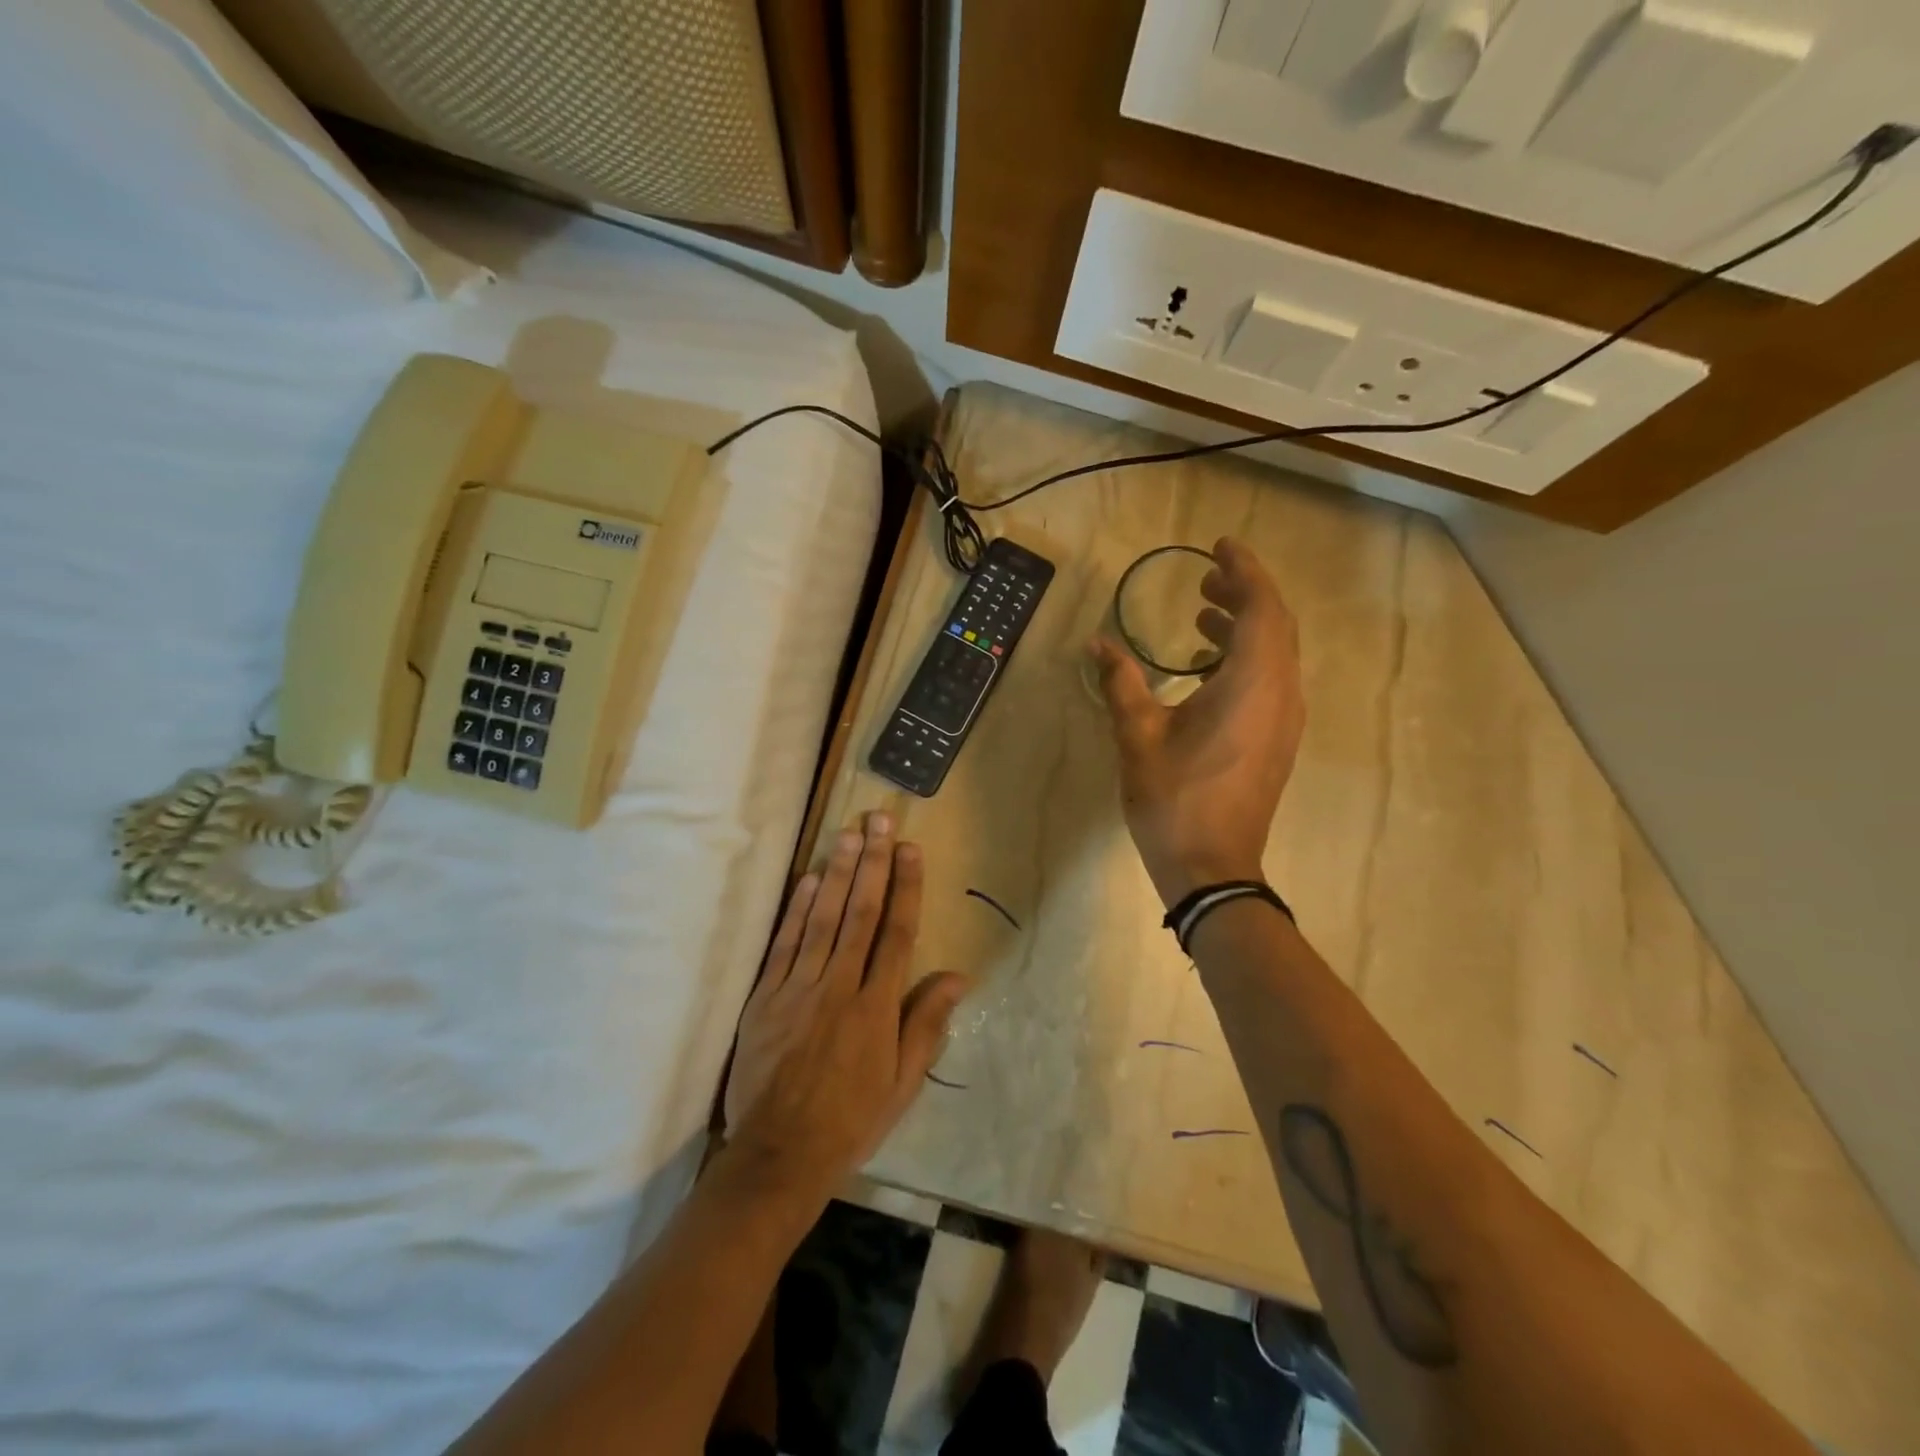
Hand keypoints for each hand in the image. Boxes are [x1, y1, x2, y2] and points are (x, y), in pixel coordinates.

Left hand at [724, 812, 969, 1196]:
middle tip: (879, 819)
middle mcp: (840, 986)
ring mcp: (799, 988)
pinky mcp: (766, 997)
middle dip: (873, 863)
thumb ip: (927, 1024)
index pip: (897, 933)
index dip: (906, 886)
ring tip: (850, 833)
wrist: (778, 1156)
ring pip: (823, 919)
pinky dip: (798, 908)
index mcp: (876, 1007)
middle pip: (861, 913)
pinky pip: (784, 944)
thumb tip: (958, 975)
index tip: (910, 849)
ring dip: (839, 873)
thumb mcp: (903, 1084)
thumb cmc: (850, 1121)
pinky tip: (810, 878)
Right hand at [1092, 537, 1304, 906]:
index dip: (1243, 570)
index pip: (1261, 607)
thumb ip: (1121, 682)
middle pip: (1275, 624)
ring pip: (1277, 652)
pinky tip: (1208, 666)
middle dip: (1244, 593)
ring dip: (1245, 625)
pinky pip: (1273, 679)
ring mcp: (1285, 720)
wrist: (1212, 868)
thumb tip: (1098, 644)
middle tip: (1205, 578)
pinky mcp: (1278, 740)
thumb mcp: (1138, 735)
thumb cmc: (1174, 798)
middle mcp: (1281, 693)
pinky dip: (1247, 657)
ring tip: (1203, 613)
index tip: (1218, 546)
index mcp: (1251, 684)